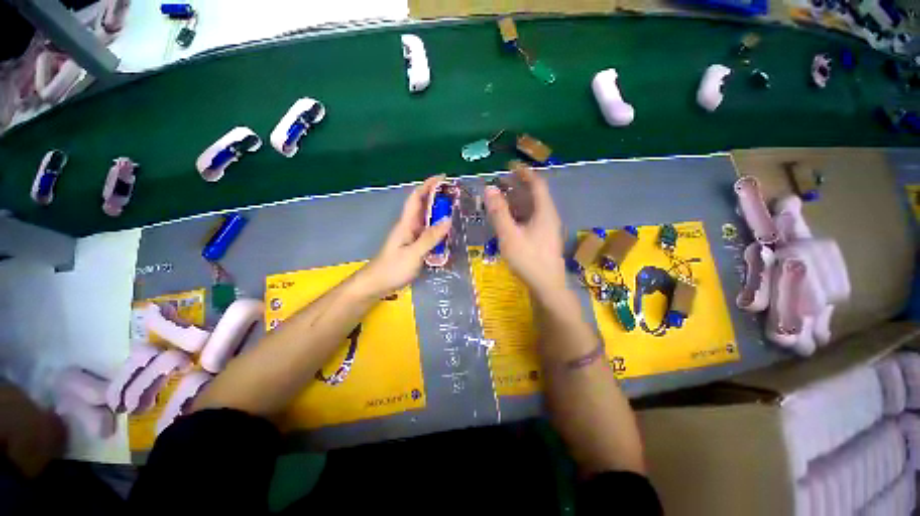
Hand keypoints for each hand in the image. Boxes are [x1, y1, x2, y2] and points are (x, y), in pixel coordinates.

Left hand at [358, 175, 451, 297]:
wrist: (376, 285)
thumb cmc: (392, 268)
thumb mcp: (413, 253)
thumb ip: (430, 237)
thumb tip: (448, 219)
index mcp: (406, 223)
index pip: (417, 197)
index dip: (428, 185)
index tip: (444, 178)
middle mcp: (409, 227)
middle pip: (423, 207)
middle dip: (438, 198)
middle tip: (457, 196)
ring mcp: (411, 237)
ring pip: (427, 220)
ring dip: (440, 214)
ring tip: (457, 212)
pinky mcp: (414, 247)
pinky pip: (428, 234)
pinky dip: (439, 230)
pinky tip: (448, 234)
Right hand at [485, 162, 565, 298]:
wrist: (546, 286)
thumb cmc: (528, 259)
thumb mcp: (509, 235)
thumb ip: (499, 212)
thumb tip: (489, 189)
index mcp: (544, 212)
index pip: (537, 184)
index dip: (525, 173)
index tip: (510, 166)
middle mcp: (548, 217)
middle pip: (534, 196)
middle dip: (517, 186)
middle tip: (500, 182)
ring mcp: (547, 229)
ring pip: (532, 208)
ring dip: (516, 201)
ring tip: (499, 198)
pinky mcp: (543, 239)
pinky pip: (530, 219)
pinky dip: (518, 214)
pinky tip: (507, 219)